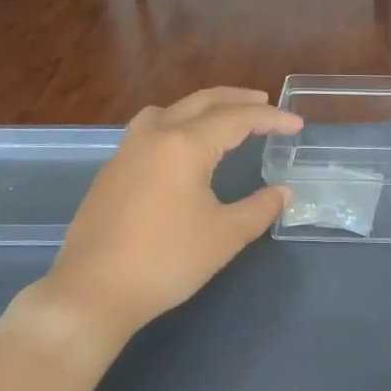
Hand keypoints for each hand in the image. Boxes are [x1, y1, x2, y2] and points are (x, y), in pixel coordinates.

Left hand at [22, 88, 300, 344]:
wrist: (94, 291)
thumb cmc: (167, 260)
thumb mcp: (225, 236)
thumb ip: (259, 208)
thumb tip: (283, 193)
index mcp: (184, 145)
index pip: (236, 119)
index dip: (270, 119)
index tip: (296, 125)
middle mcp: (153, 136)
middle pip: (200, 102)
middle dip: (236, 100)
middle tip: (264, 103)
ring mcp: (126, 152)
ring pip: (168, 111)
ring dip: (201, 108)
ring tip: (222, 119)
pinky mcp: (111, 172)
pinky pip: (149, 130)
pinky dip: (176, 125)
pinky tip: (183, 151)